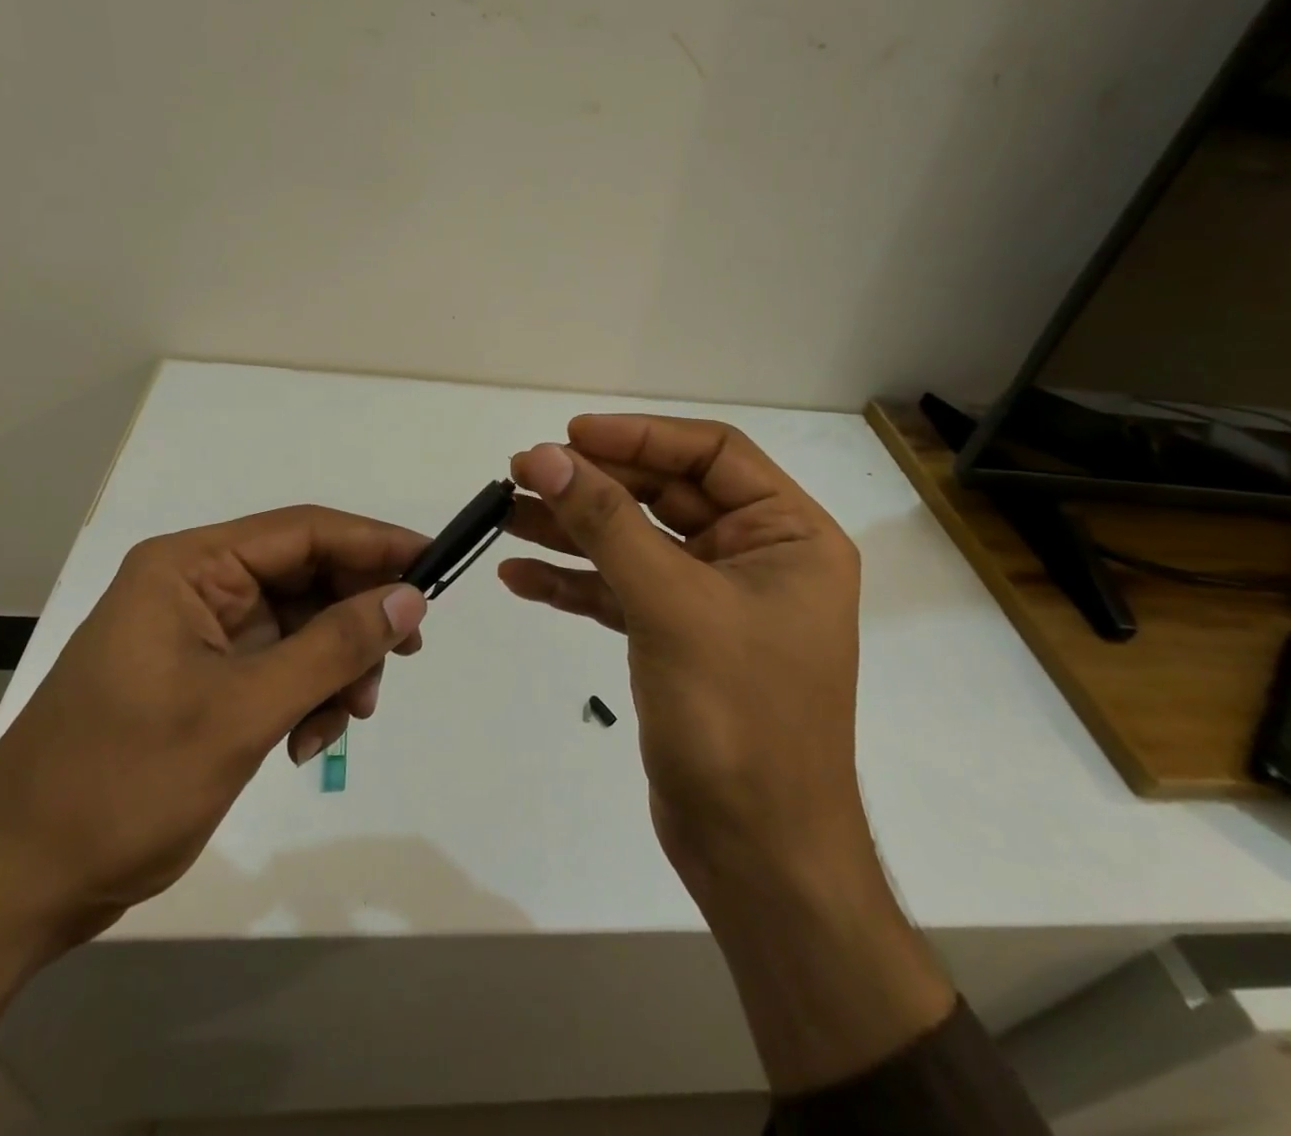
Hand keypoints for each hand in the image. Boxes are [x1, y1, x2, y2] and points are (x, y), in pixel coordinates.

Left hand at [0, 506, 427, 1132]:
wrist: (16, 886)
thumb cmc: (121, 783)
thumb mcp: (242, 712)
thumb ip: (333, 647)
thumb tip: (410, 598)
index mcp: (190, 567)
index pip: (304, 531)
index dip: (375, 543)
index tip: (434, 566)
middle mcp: (197, 587)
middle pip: (307, 578)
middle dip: (356, 619)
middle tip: (405, 657)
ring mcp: (201, 634)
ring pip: (302, 626)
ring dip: (335, 667)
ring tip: (347, 719)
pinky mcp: (206, 678)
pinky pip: (281, 666)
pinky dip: (308, 695)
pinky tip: (307, 740)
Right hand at [501, 416, 865, 889]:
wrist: (756, 854)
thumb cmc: (736, 718)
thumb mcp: (670, 604)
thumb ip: (607, 523)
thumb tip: (547, 457)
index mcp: (787, 534)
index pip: (711, 455)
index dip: (639, 436)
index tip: (570, 435)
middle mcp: (755, 557)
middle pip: (664, 495)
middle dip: (593, 483)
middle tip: (523, 472)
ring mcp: (713, 600)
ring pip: (635, 542)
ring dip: (572, 528)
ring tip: (504, 514)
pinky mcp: (677, 639)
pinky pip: (621, 591)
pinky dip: (574, 582)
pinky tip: (519, 577)